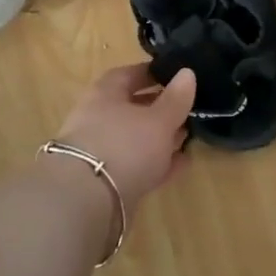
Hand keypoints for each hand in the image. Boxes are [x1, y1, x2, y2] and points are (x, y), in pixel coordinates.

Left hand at [53, 65, 196, 217]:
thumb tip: (187, 73)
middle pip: (133, 107)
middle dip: (161, 108)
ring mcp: (101, 151)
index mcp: (106, 94)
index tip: (178, 76)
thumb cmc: (124, 145)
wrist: (86, 202)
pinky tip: (182, 163)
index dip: (154, 73)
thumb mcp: (158, 119)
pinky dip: (158, 162)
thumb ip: (176, 98)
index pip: (130, 74)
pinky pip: (137, 164)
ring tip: (189, 136)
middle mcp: (99, 118)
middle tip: (189, 108)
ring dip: (161, 137)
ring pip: (136, 138)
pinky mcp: (107, 181)